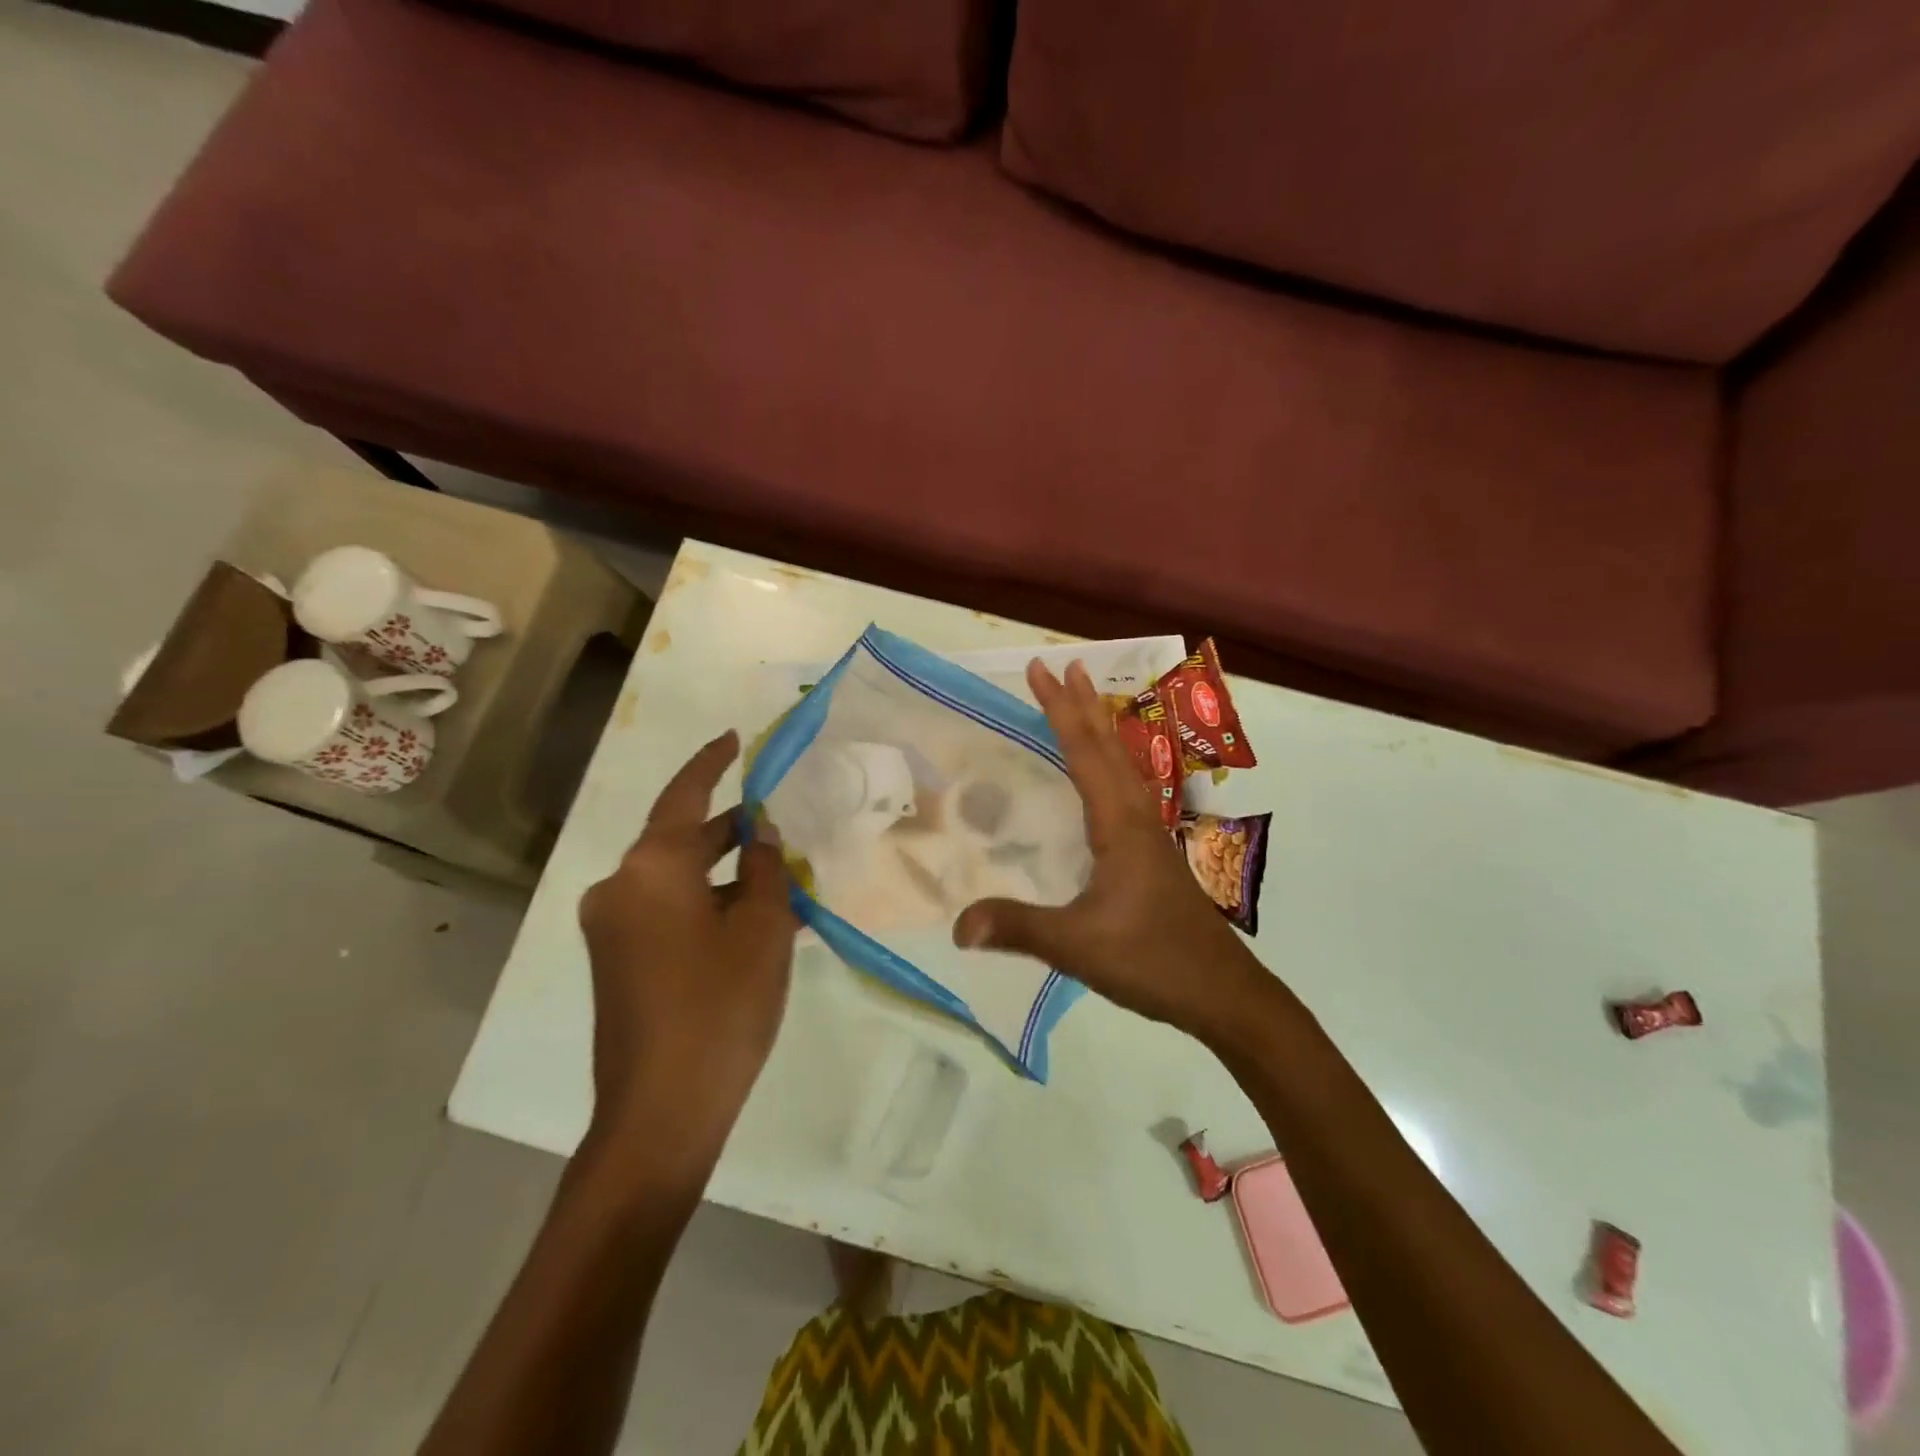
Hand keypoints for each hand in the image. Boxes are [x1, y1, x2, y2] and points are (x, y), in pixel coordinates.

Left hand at [578, 731, 797, 1170]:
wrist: (661, 1113)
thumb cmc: (720, 1007)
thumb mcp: (762, 928)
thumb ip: (763, 868)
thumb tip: (760, 834)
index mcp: (651, 868)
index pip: (685, 795)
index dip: (712, 763)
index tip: (734, 739)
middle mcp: (619, 887)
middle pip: (681, 838)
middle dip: (731, 829)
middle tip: (781, 818)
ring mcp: (612, 927)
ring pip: (677, 879)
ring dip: (723, 873)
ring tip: (780, 876)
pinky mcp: (616, 961)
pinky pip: (666, 911)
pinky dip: (706, 904)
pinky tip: (751, 920)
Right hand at [951, 659, 1271, 1047]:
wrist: (1223, 993)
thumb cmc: (1153, 960)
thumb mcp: (1078, 945)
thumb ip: (1018, 928)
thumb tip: (957, 925)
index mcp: (1119, 824)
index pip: (1084, 753)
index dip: (1058, 710)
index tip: (1040, 670)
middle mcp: (1138, 818)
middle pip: (1108, 747)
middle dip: (1083, 704)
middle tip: (1064, 665)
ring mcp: (1151, 836)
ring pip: (1124, 766)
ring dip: (1101, 729)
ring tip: (1086, 702)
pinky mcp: (1154, 856)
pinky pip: (1128, 791)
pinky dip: (1112, 765)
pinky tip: (1106, 781)